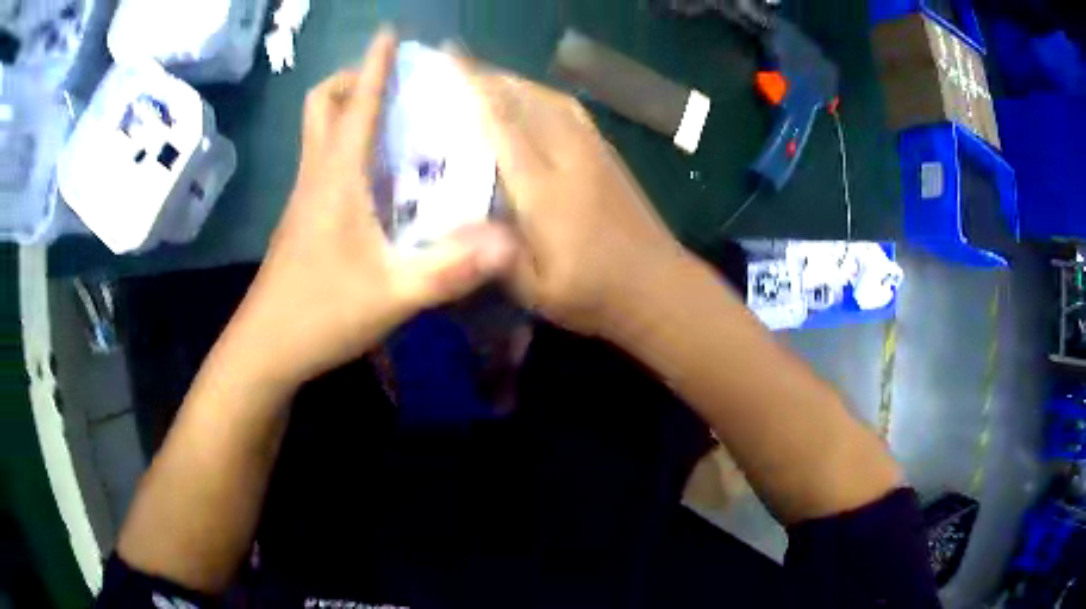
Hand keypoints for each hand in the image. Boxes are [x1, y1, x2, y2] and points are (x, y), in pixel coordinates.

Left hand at [225, 29, 516, 387]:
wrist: (267, 347)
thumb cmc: (321, 313)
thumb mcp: (392, 294)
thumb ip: (449, 269)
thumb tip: (510, 243)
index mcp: (336, 178)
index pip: (357, 104)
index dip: (375, 65)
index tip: (390, 33)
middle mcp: (316, 176)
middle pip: (322, 104)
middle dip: (353, 81)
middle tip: (393, 86)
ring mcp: (304, 197)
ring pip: (318, 132)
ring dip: (349, 110)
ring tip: (395, 121)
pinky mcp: (303, 218)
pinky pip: (323, 161)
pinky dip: (347, 146)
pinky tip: (378, 175)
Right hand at [460, 63, 685, 336]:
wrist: (658, 287)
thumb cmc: (594, 295)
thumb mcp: (536, 290)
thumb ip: (497, 253)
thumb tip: (463, 223)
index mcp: (545, 190)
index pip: (503, 126)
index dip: (474, 89)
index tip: (450, 62)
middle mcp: (570, 159)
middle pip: (527, 102)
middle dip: (491, 78)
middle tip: (459, 68)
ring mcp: (595, 153)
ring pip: (552, 100)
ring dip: (519, 83)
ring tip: (490, 80)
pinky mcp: (610, 156)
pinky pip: (573, 111)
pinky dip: (546, 96)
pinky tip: (534, 101)